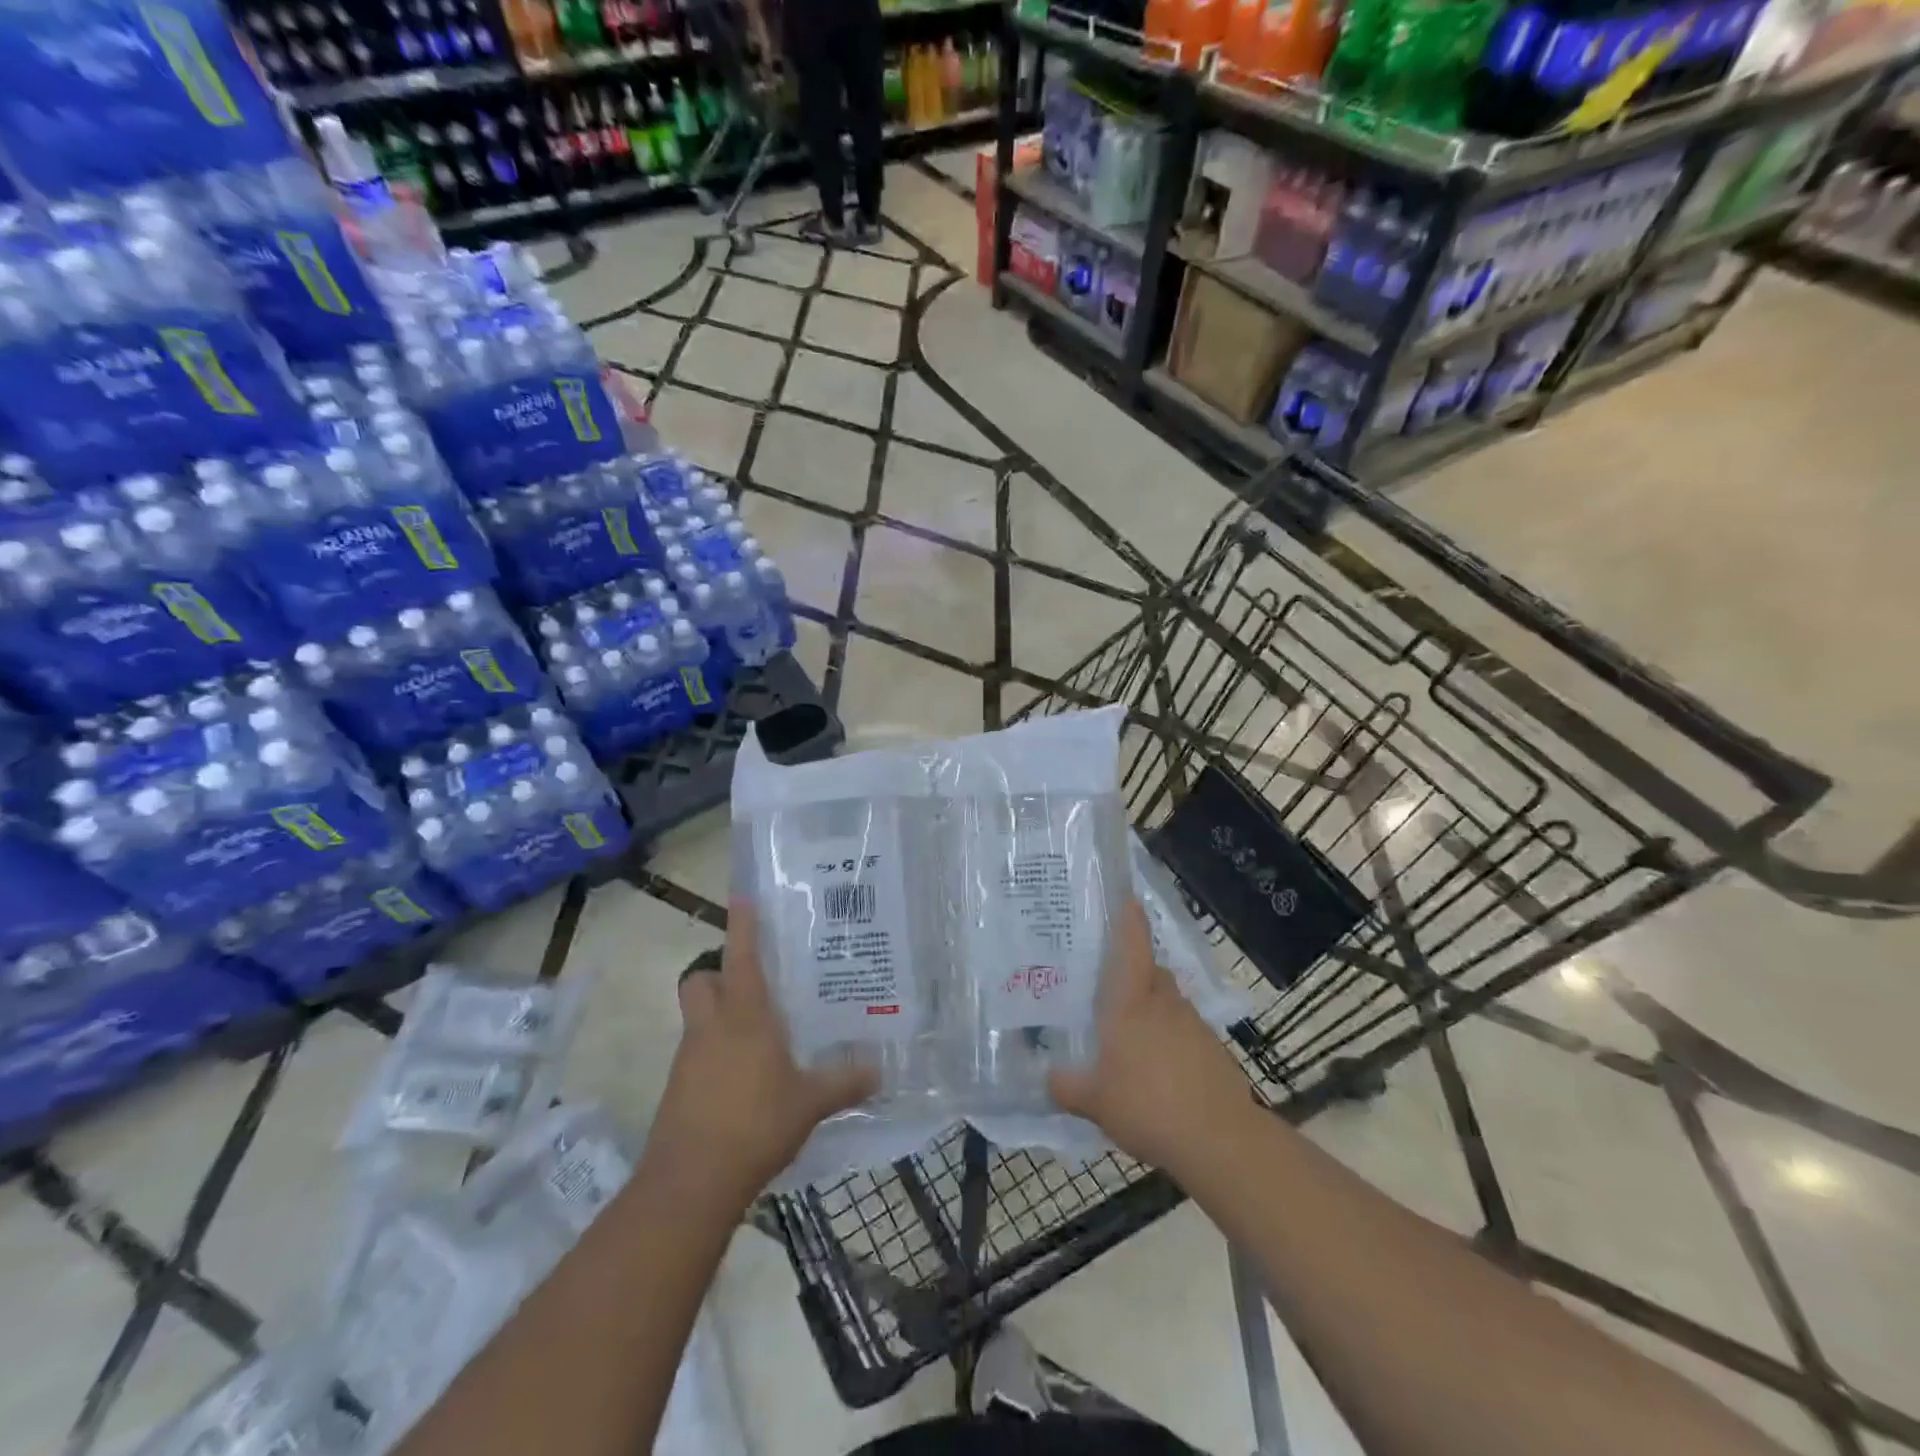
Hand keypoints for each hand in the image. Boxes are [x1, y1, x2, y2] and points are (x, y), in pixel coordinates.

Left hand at [641, 901, 877, 1214]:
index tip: (742, 896)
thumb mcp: (809, 1103)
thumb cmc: (754, 1124)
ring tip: (760, 1032)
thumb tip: (879, 1070)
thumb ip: (844, 1082)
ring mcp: (690, 1058)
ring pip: (699, 1017)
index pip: (740, 956)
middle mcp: (712, 1027)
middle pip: (701, 979)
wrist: (690, 1183)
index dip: (742, 924)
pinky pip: (698, 1053)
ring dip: (721, 1015)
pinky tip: (746, 1077)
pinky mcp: (679, 1089)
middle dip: (718, 972)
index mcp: (745, 1016)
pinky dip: (717, 1053)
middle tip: (752, 980)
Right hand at [1050, 898, 1254, 1174]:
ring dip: (1153, 1011)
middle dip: (1135, 973)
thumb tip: (1046, 1077)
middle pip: (1152, 973)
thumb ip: (1066, 1086)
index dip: (1129, 920)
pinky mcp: (1213, 1052)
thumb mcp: (1094, 1101)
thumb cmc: (1148, 1105)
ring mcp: (1193, 1027)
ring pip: (1169, 1004)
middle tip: (1110, 987)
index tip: (1127, 898)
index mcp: (1132, 1003)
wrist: (1220, 1140)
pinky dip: (1171, 1041)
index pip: (1132, 947)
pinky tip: (1158, 1073)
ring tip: (1130, 1039)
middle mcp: (1164, 1004)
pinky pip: (1185, 1033)